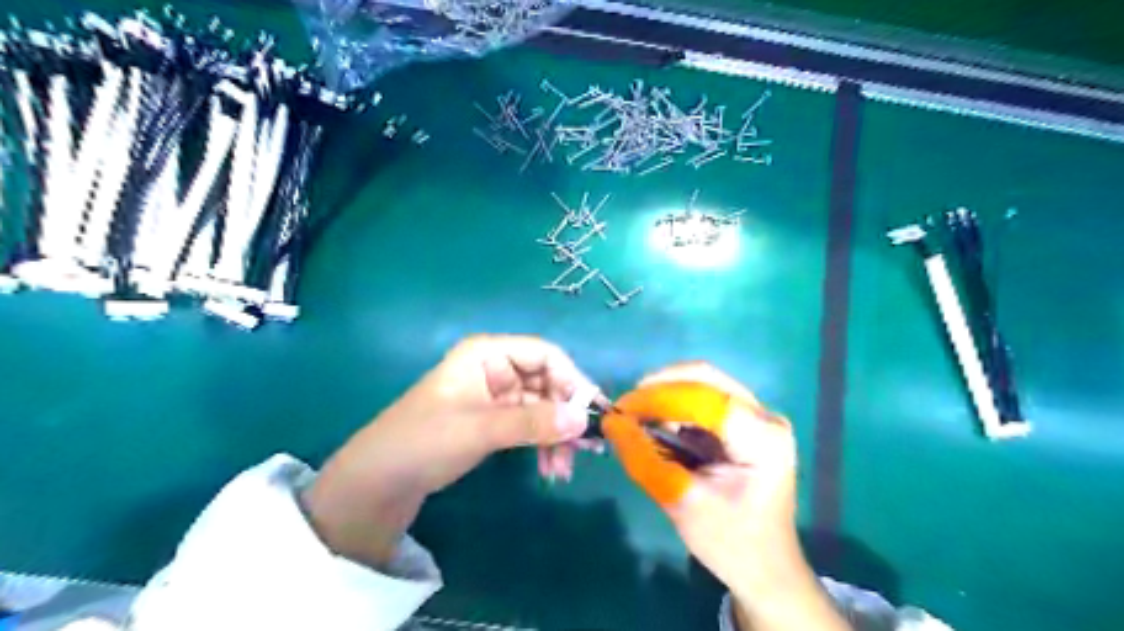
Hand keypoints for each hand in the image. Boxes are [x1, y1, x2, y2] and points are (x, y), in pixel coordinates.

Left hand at [298, 336, 595, 572]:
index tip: (592, 413)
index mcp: (487, 353)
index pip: (545, 355)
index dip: (572, 380)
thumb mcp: (480, 429)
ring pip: (543, 408)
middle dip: (566, 416)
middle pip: (548, 383)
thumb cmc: (424, 440)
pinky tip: (549, 469)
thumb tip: (584, 421)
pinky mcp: (495, 421)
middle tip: (587, 449)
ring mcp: (496, 396)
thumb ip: (533, 423)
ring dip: (558, 436)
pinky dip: (544, 445)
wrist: (380, 482)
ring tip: (563, 470)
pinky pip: (531, 426)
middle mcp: (496, 368)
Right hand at [613, 359, 797, 591]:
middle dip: (660, 387)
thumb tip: (611, 422)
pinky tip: (657, 421)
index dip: (659, 397)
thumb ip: (643, 458)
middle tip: (626, 407)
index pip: (704, 399)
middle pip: (706, 378)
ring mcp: (758, 416)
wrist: (765, 567)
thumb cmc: (728, 541)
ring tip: (636, 415)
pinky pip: (705, 398)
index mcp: (762, 439)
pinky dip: (676, 405)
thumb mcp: (680, 501)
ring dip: (666, 394)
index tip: (621, 408)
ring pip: (703, 383)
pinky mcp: (747, 422)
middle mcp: (765, 417)